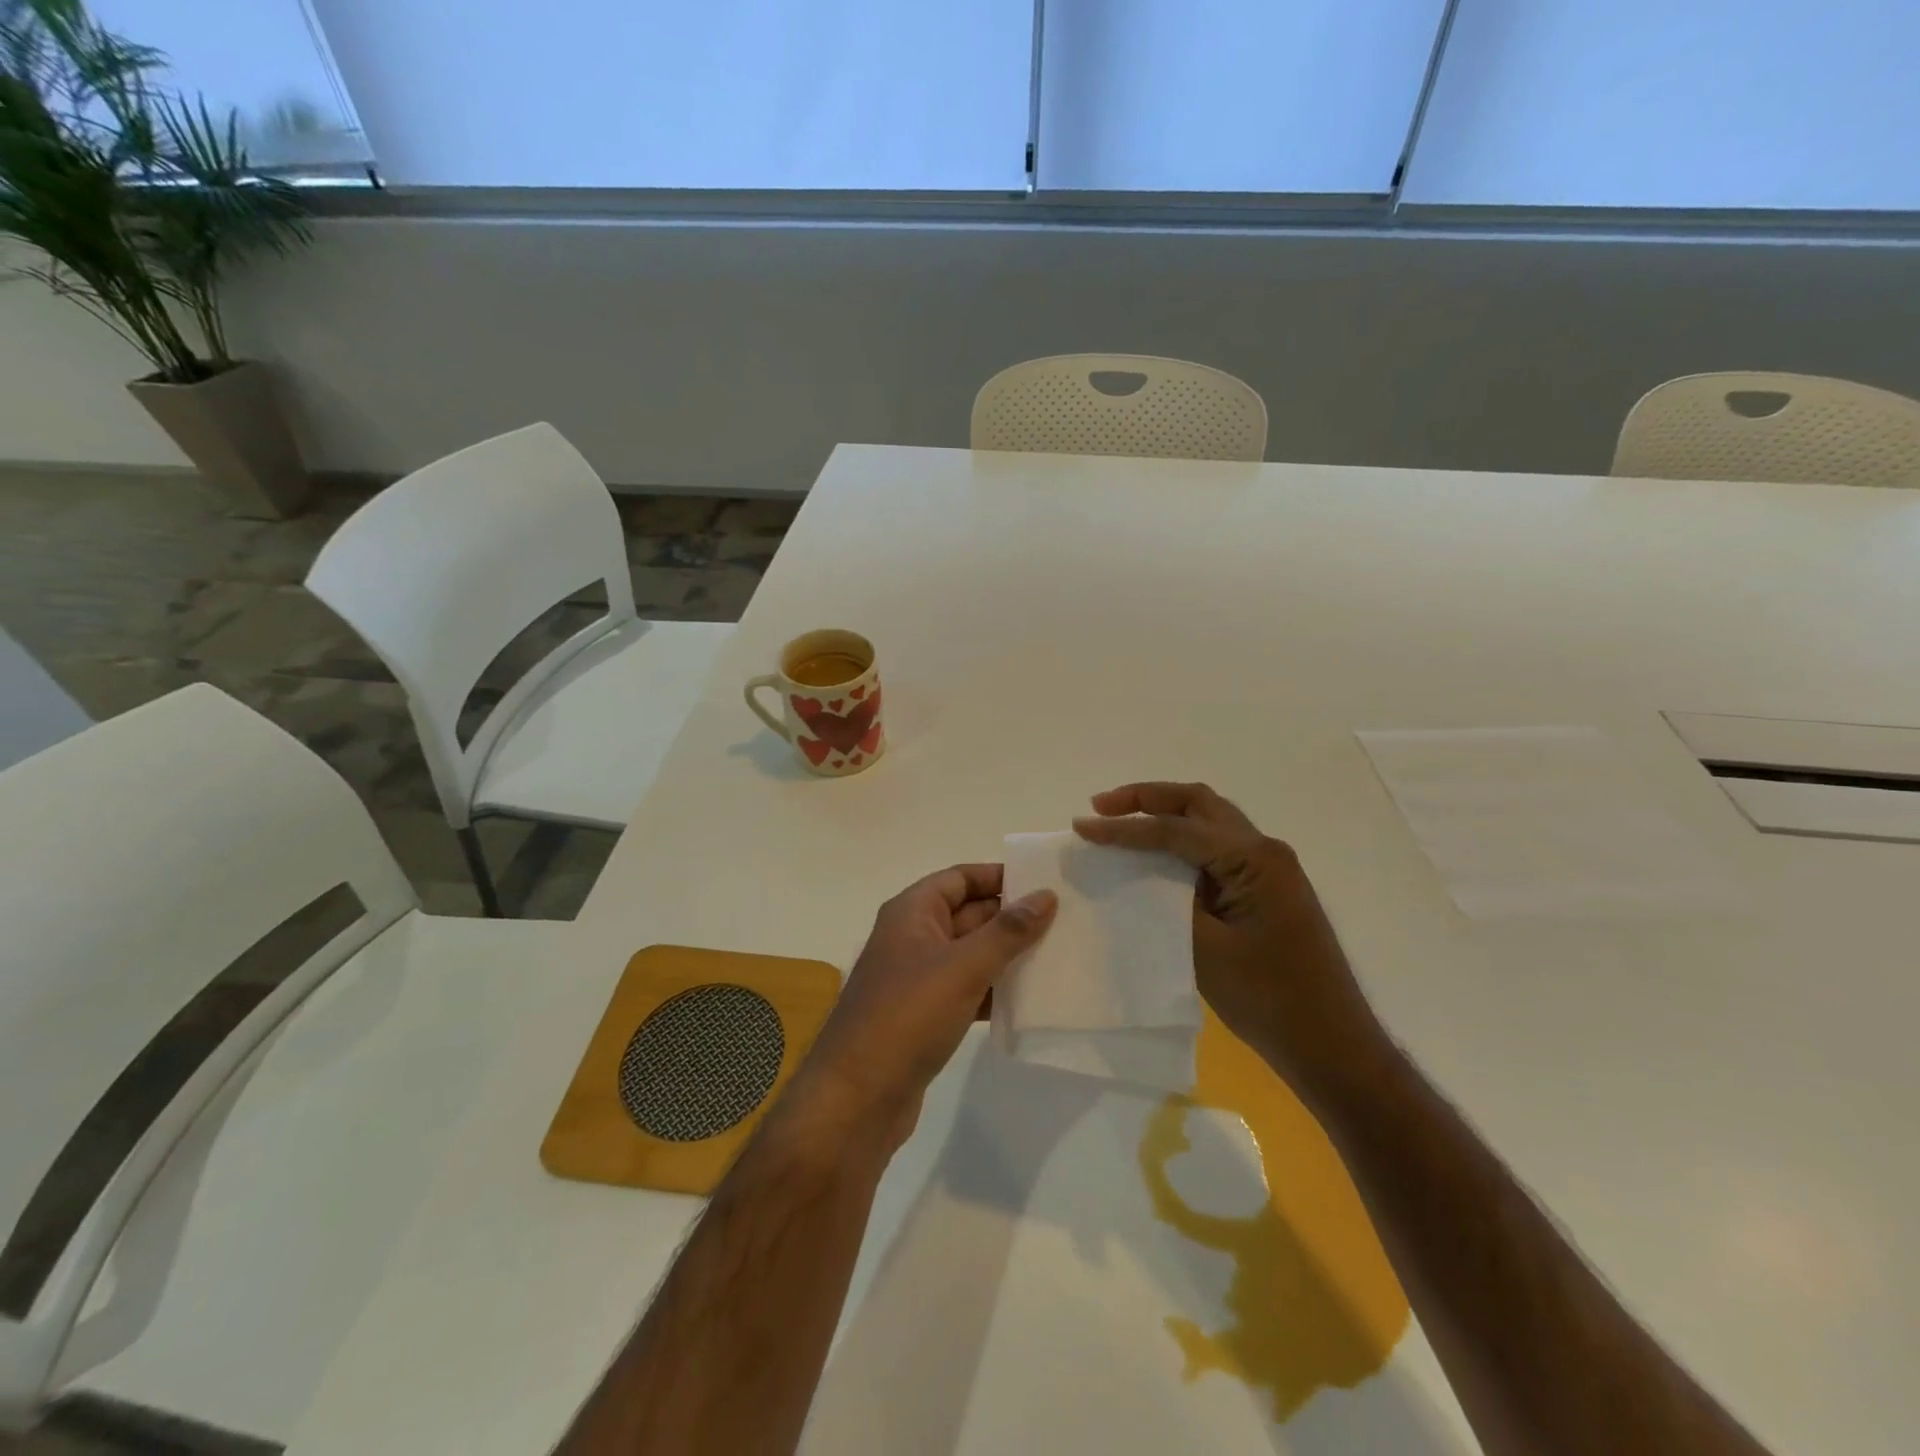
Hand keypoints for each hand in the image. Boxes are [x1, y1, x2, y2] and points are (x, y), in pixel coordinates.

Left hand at [788, 864, 1056, 1149]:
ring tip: (1057, 957)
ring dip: (1007, 956)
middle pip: (968, 914)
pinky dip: (994, 991)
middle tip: (1063, 922)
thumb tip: (1045, 895)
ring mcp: (917, 979)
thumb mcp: (963, 967)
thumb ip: (1007, 931)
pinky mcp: (924, 1016)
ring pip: (970, 955)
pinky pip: (967, 990)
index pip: (959, 878)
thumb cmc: (908, 1016)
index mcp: (912, 912)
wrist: (858, 1097)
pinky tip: (1029, 1001)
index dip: (998, 876)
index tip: (1043, 883)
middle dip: (1010, 918)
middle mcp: (912, 937)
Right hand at [1073, 782, 1385, 1105]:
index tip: (1082, 825)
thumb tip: (1136, 873)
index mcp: (1254, 859)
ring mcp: (1270, 869)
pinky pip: (1217, 849)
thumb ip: (1168, 901)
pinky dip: (1182, 842)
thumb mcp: (1206, 949)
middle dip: (1147, 798)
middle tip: (1101, 806)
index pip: (1176, 829)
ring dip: (1165, 815)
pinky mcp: (1266, 889)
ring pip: (1210, 821)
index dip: (1124, 827)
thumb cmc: (1270, 999)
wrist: (1333, 1045)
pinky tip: (1156, 857)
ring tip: (1120, 822)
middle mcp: (1265, 851)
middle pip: (1197, 804)